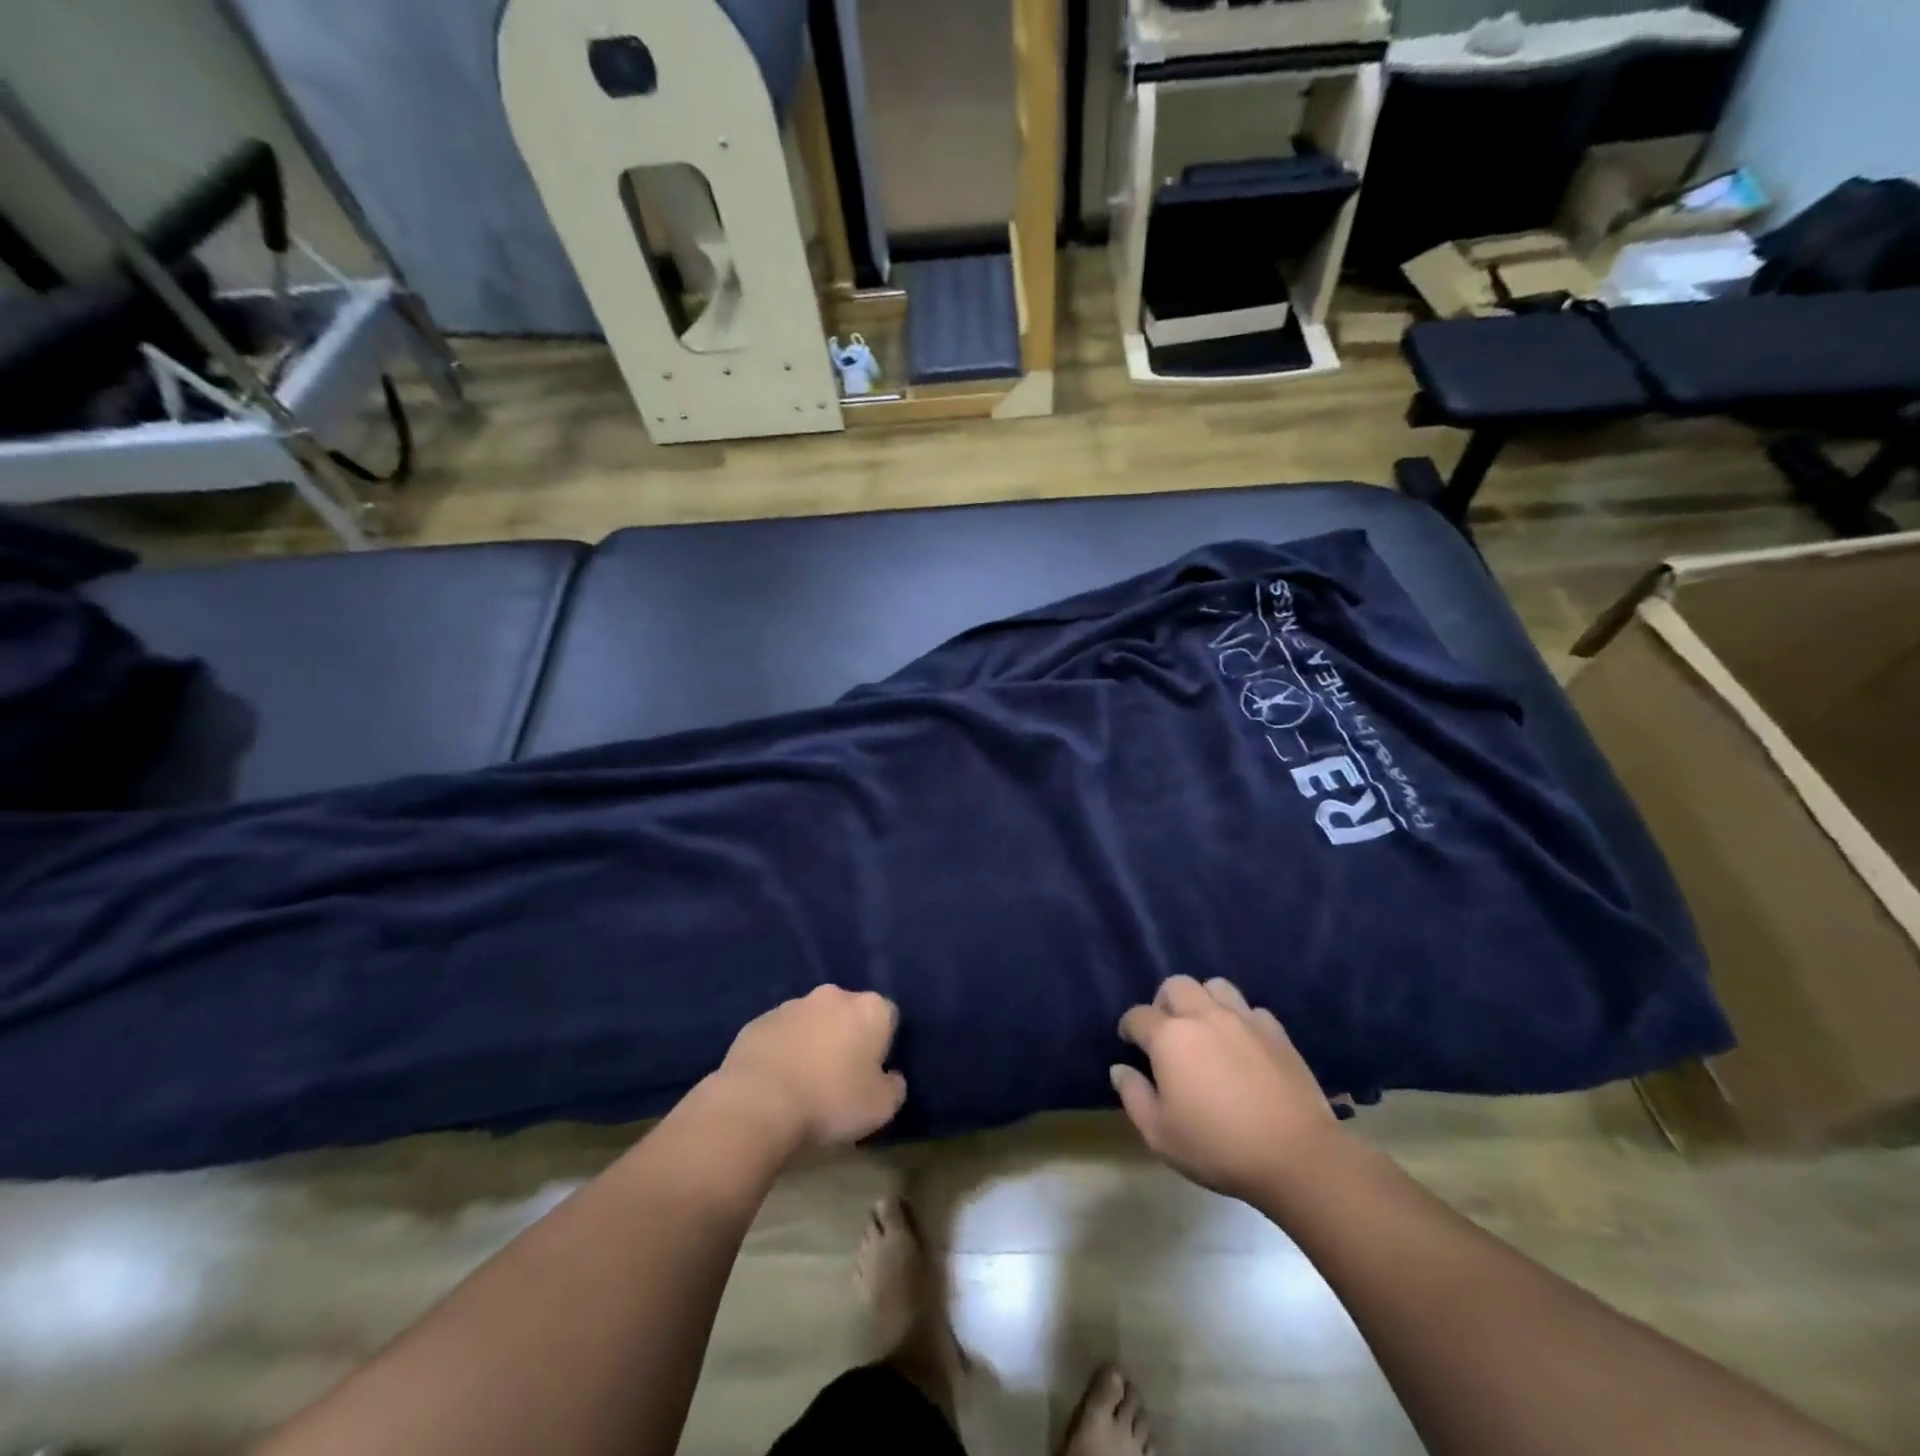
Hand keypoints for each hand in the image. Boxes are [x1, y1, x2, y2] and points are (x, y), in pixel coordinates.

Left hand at [706, 986, 907, 1153]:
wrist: (759, 1103)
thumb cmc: (831, 1101)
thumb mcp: (882, 1107)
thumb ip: (895, 1086)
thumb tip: (891, 1077)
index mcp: (870, 1009)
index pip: (889, 1017)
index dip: (883, 1045)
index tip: (873, 1073)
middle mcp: (834, 996)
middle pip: (849, 1013)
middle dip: (848, 1036)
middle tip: (841, 1076)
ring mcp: (793, 1004)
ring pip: (813, 1020)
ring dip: (814, 1041)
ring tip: (805, 1081)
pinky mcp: (759, 1020)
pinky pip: (782, 1033)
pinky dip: (784, 1049)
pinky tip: (777, 1081)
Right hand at [1111, 976, 1341, 1202]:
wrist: (1296, 1156)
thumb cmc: (1218, 1147)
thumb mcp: (1160, 1134)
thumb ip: (1133, 1096)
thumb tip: (1120, 1069)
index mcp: (1170, 1037)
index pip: (1137, 1016)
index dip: (1128, 1028)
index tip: (1130, 1044)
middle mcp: (1203, 1016)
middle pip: (1175, 985)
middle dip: (1164, 1003)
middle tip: (1167, 1032)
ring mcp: (1243, 1019)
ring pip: (1215, 986)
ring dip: (1203, 1000)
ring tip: (1204, 1028)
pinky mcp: (1276, 1031)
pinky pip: (1250, 1009)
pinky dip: (1240, 1019)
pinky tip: (1242, 1044)